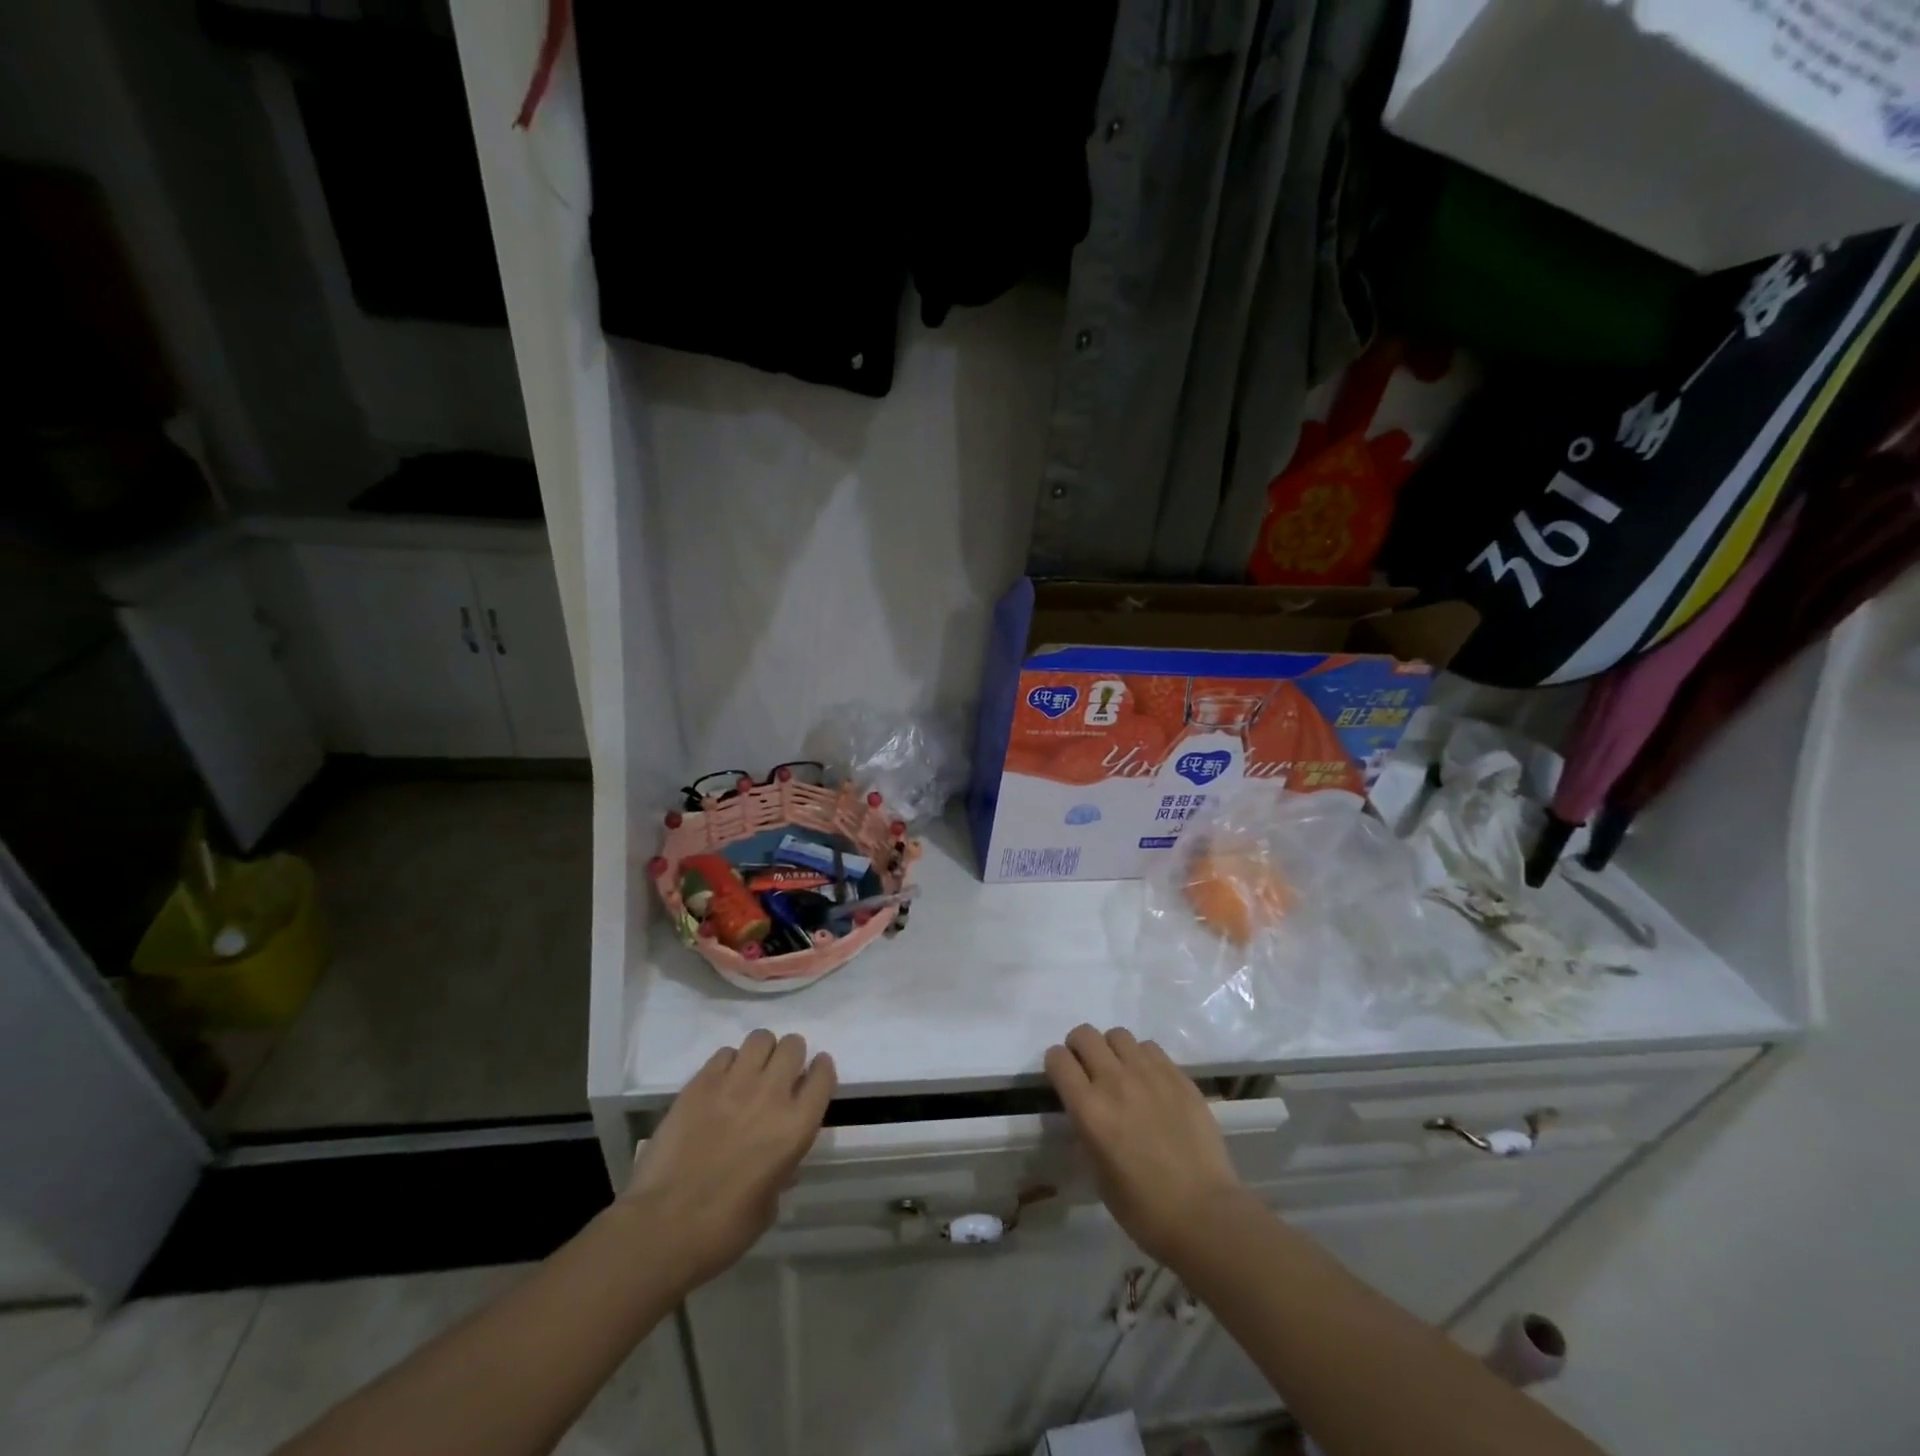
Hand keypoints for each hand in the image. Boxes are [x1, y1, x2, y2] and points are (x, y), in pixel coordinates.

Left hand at [619, 1030, 834, 1291]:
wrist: (663, 1227)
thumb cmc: (724, 1230)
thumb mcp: (769, 1205)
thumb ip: (781, 1170)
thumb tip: (780, 1161)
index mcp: (796, 1127)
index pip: (823, 1076)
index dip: (820, 1071)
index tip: (813, 1075)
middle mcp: (771, 1095)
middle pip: (793, 1046)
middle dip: (790, 1056)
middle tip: (779, 1074)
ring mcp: (734, 1084)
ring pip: (760, 1038)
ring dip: (761, 1052)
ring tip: (751, 1072)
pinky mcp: (700, 1083)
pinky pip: (724, 1053)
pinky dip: (728, 1063)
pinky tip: (720, 1084)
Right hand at [1045, 1025, 1246, 1265]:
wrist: (1204, 1213)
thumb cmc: (1143, 1209)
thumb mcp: (1097, 1176)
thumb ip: (1085, 1134)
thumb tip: (1084, 1116)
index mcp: (1089, 1109)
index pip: (1058, 1059)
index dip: (1056, 1064)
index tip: (1062, 1077)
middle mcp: (1114, 1081)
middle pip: (1085, 1035)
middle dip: (1079, 1047)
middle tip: (1088, 1069)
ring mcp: (1149, 1074)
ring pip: (1118, 1035)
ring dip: (1112, 1050)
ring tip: (1122, 1072)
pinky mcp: (1178, 1076)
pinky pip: (1150, 1048)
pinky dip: (1142, 1058)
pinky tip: (1150, 1082)